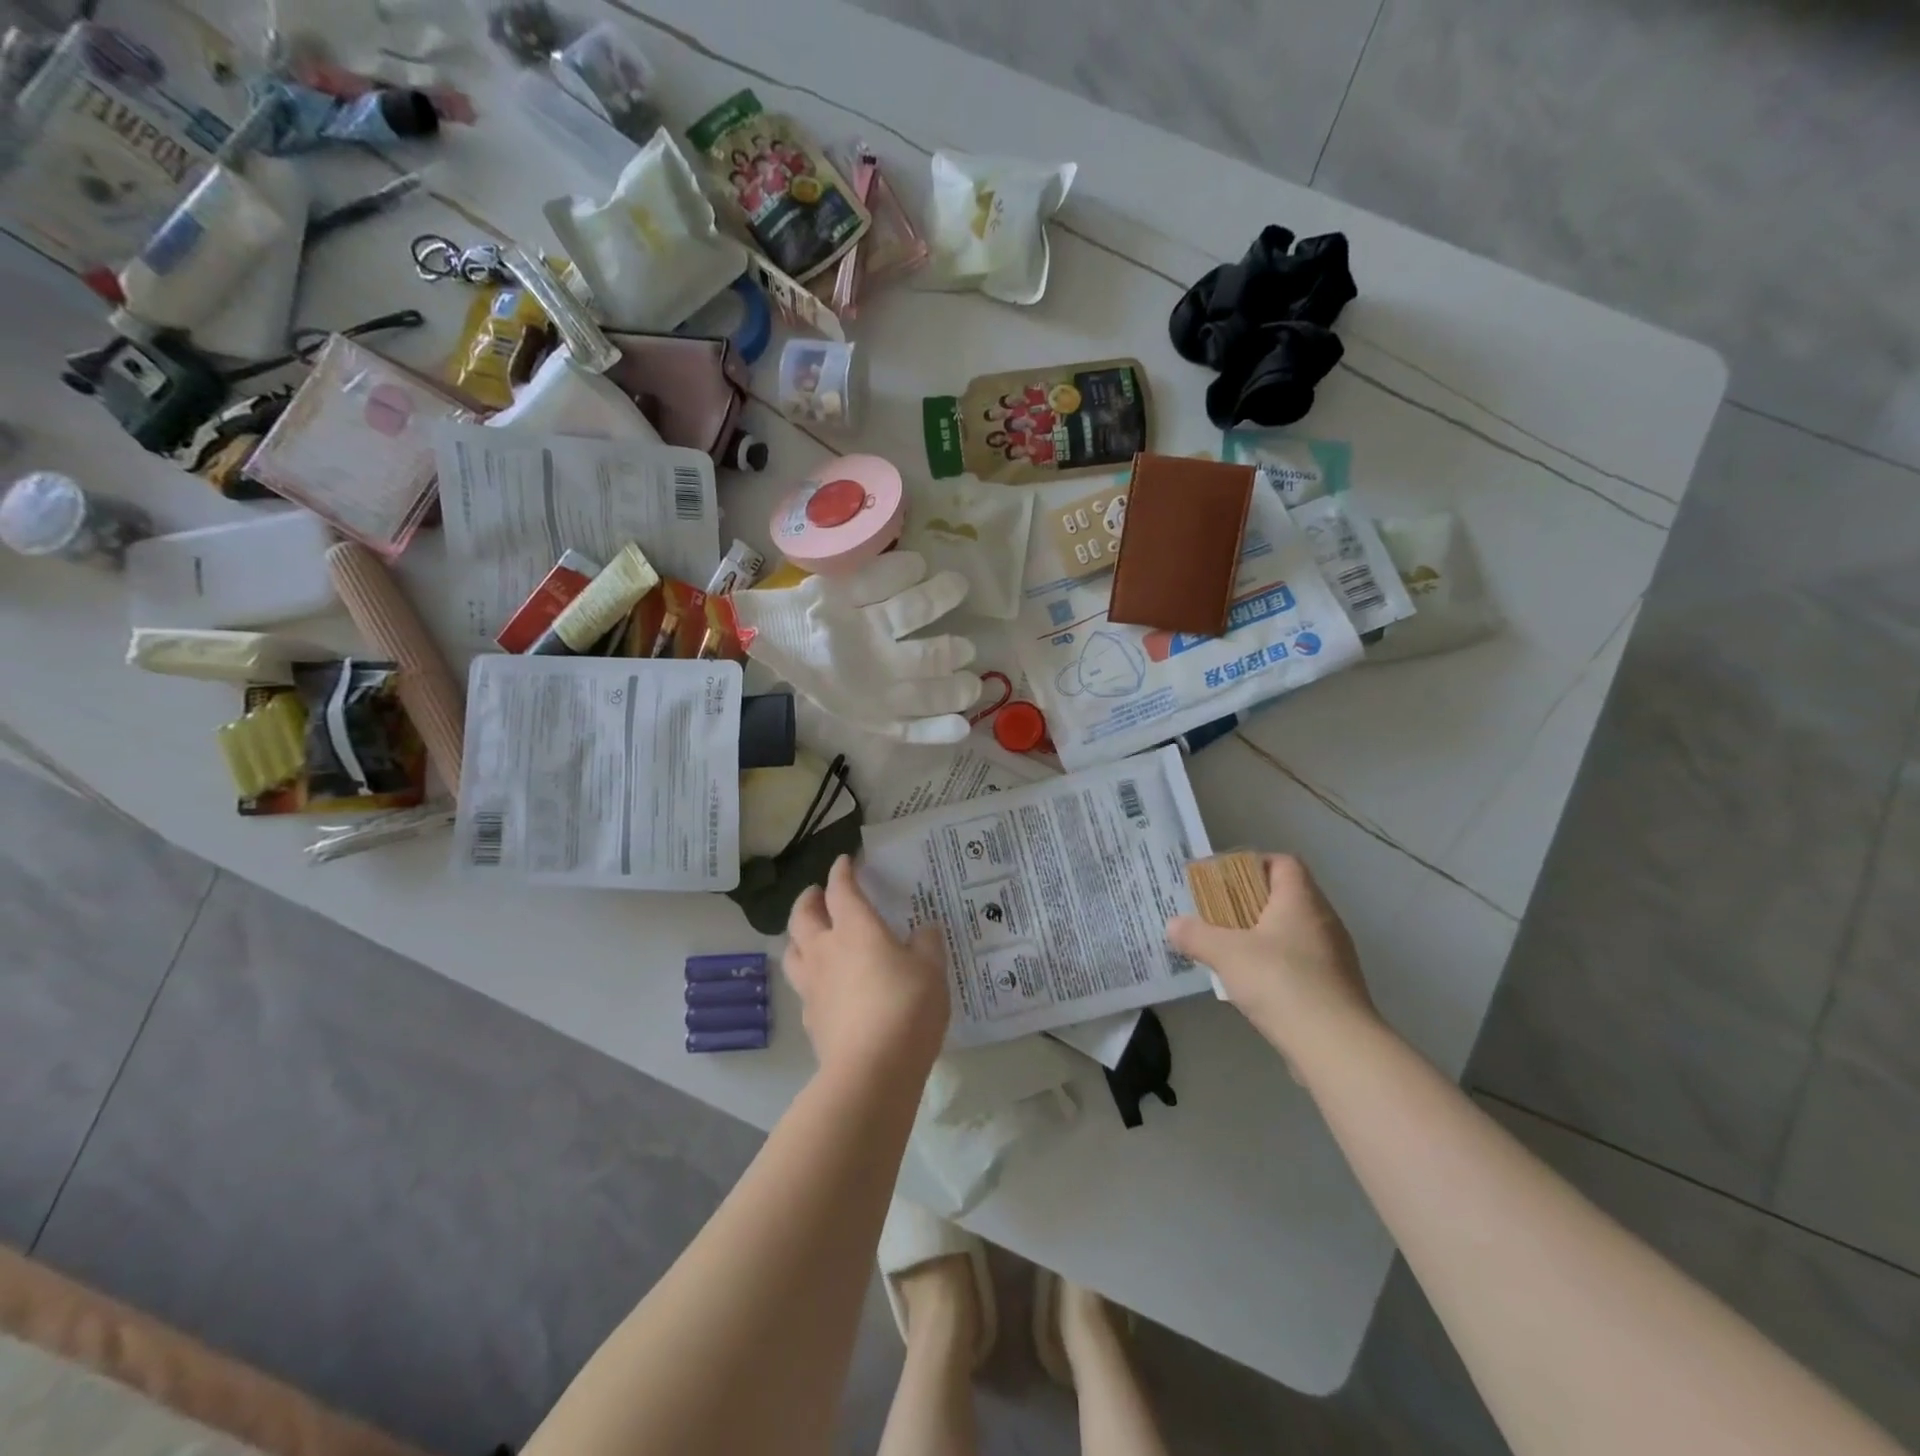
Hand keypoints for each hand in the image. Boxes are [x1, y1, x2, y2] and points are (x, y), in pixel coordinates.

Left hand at [784, 855, 951, 1085]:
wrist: (872, 1070)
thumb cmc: (906, 1007)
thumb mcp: (932, 970)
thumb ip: (927, 944)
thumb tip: (924, 930)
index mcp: (855, 929)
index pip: (841, 889)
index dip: (842, 872)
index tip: (845, 861)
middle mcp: (826, 950)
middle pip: (803, 915)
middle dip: (809, 899)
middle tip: (817, 893)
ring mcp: (812, 986)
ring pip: (792, 950)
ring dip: (799, 936)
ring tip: (810, 935)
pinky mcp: (810, 1019)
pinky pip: (802, 987)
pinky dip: (810, 976)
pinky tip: (824, 985)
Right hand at [1166, 854, 1377, 1062]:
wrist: (1336, 1046)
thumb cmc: (1280, 982)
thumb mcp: (1226, 954)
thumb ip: (1197, 935)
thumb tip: (1173, 924)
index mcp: (1301, 900)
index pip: (1284, 863)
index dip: (1254, 864)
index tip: (1225, 880)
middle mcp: (1323, 920)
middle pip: (1287, 896)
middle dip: (1251, 903)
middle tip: (1219, 914)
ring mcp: (1335, 955)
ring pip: (1294, 931)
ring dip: (1264, 936)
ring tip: (1231, 950)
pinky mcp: (1336, 987)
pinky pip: (1302, 962)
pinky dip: (1278, 964)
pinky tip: (1255, 984)